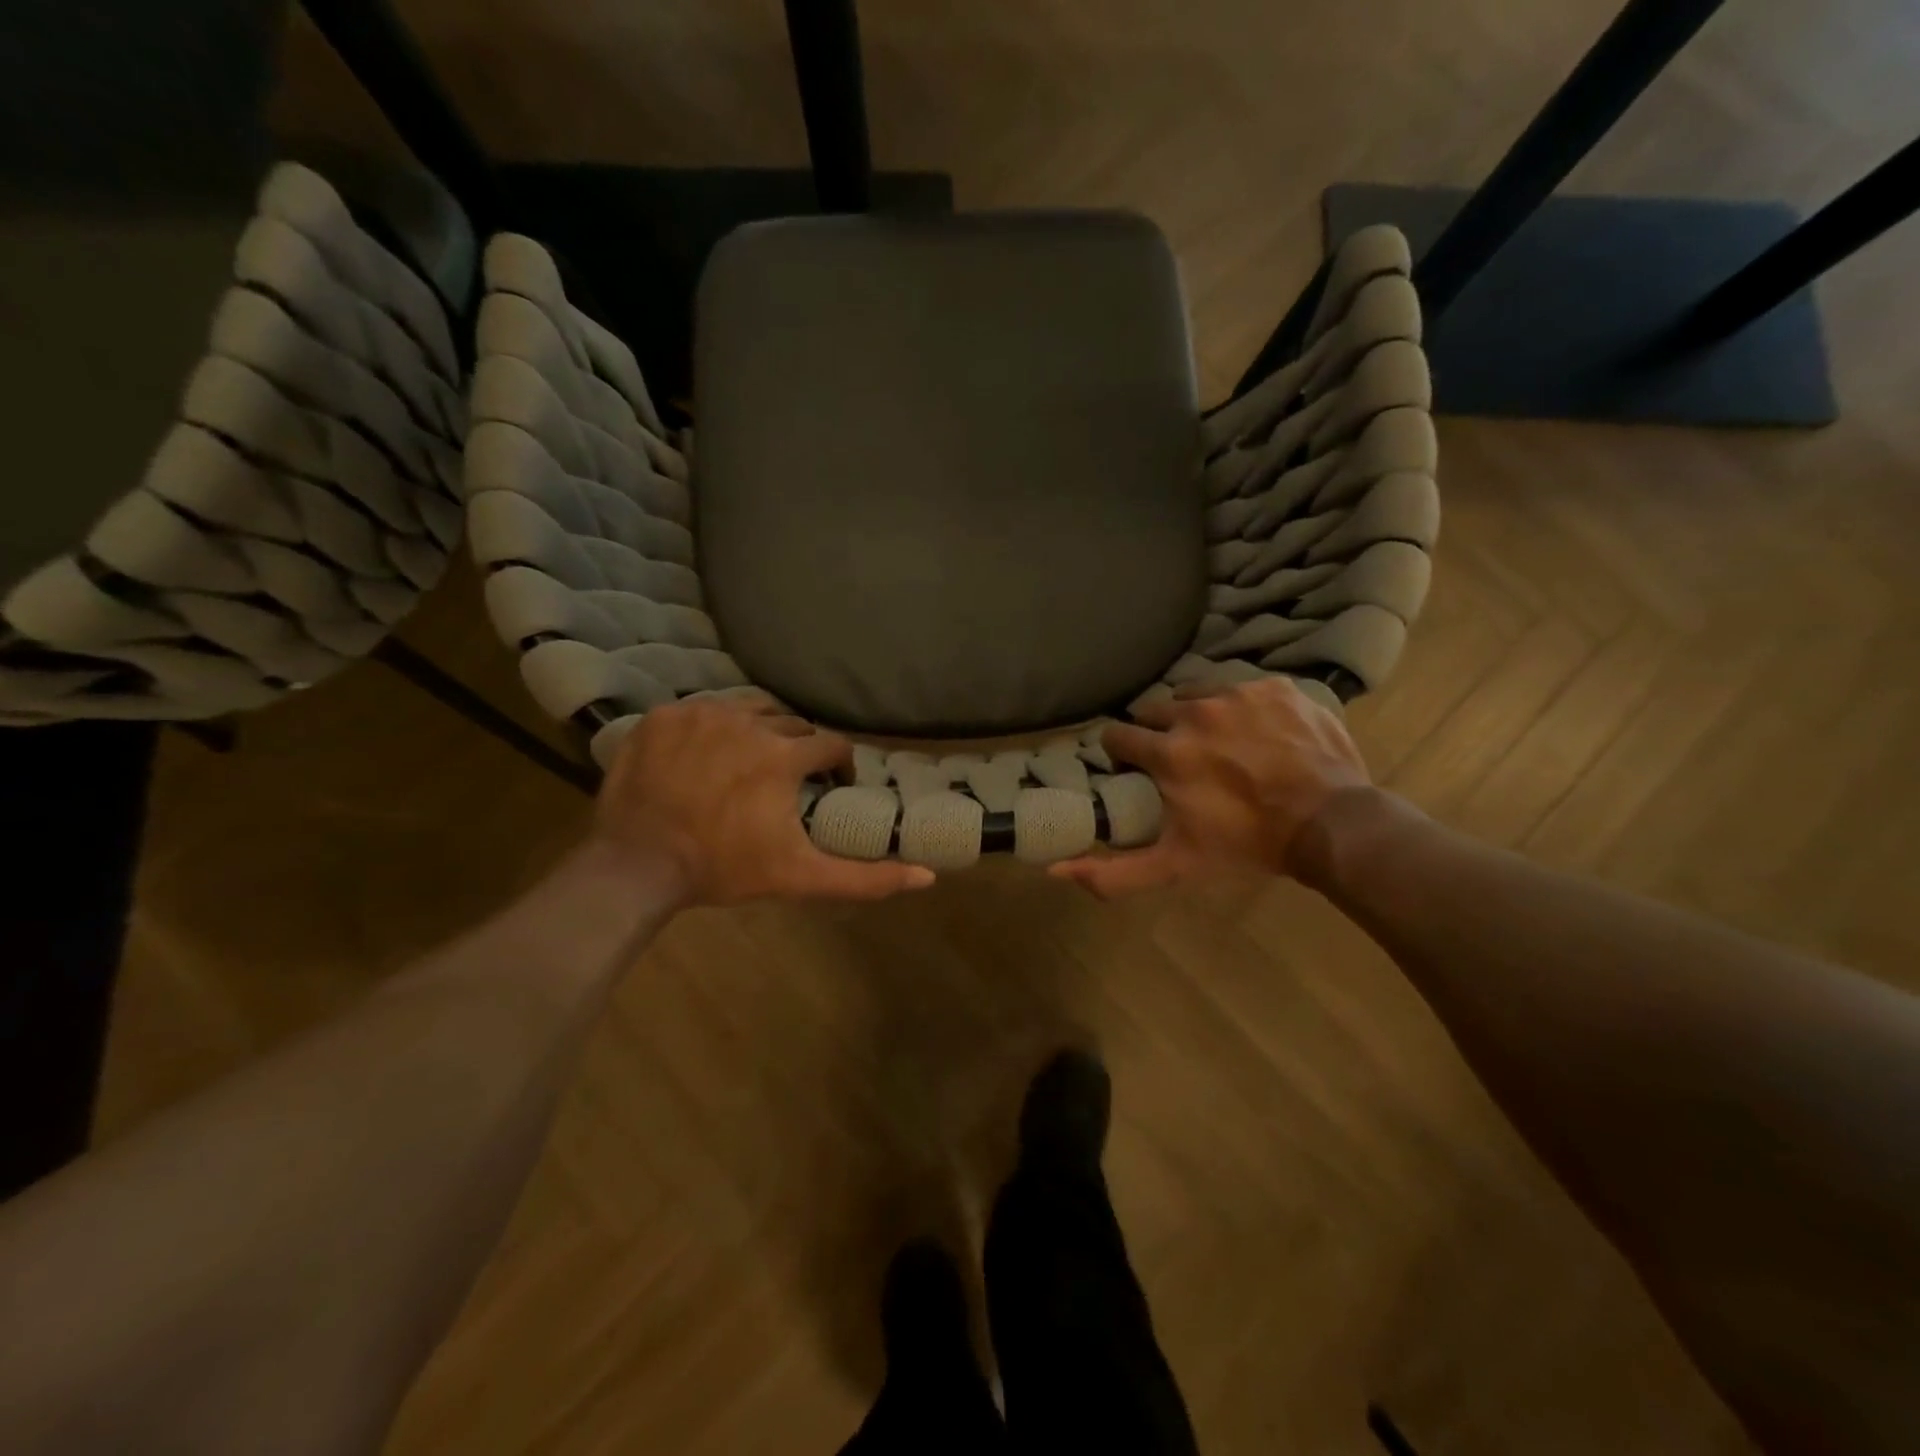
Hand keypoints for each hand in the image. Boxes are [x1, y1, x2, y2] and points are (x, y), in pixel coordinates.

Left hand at [593, 691, 935, 905]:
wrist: (637, 864)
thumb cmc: (724, 868)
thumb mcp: (801, 877)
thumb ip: (865, 878)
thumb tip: (927, 876)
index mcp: (783, 756)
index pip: (830, 745)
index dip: (836, 767)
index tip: (828, 787)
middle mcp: (747, 721)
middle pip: (791, 724)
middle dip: (798, 749)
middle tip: (787, 780)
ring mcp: (701, 713)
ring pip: (748, 707)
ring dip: (759, 728)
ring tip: (750, 759)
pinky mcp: (663, 715)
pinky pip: (702, 709)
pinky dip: (712, 727)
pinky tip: (705, 756)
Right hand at [1050, 677, 1371, 897]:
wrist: (1331, 824)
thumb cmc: (1247, 845)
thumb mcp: (1176, 866)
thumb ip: (1114, 872)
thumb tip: (1054, 870)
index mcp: (1165, 751)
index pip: (1117, 735)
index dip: (1122, 753)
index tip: (1135, 768)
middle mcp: (1195, 712)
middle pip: (1154, 710)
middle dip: (1158, 732)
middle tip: (1179, 758)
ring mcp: (1238, 694)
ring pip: (1196, 693)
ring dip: (1197, 715)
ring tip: (1219, 742)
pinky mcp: (1275, 687)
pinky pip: (1242, 688)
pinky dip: (1242, 708)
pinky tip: (1258, 734)